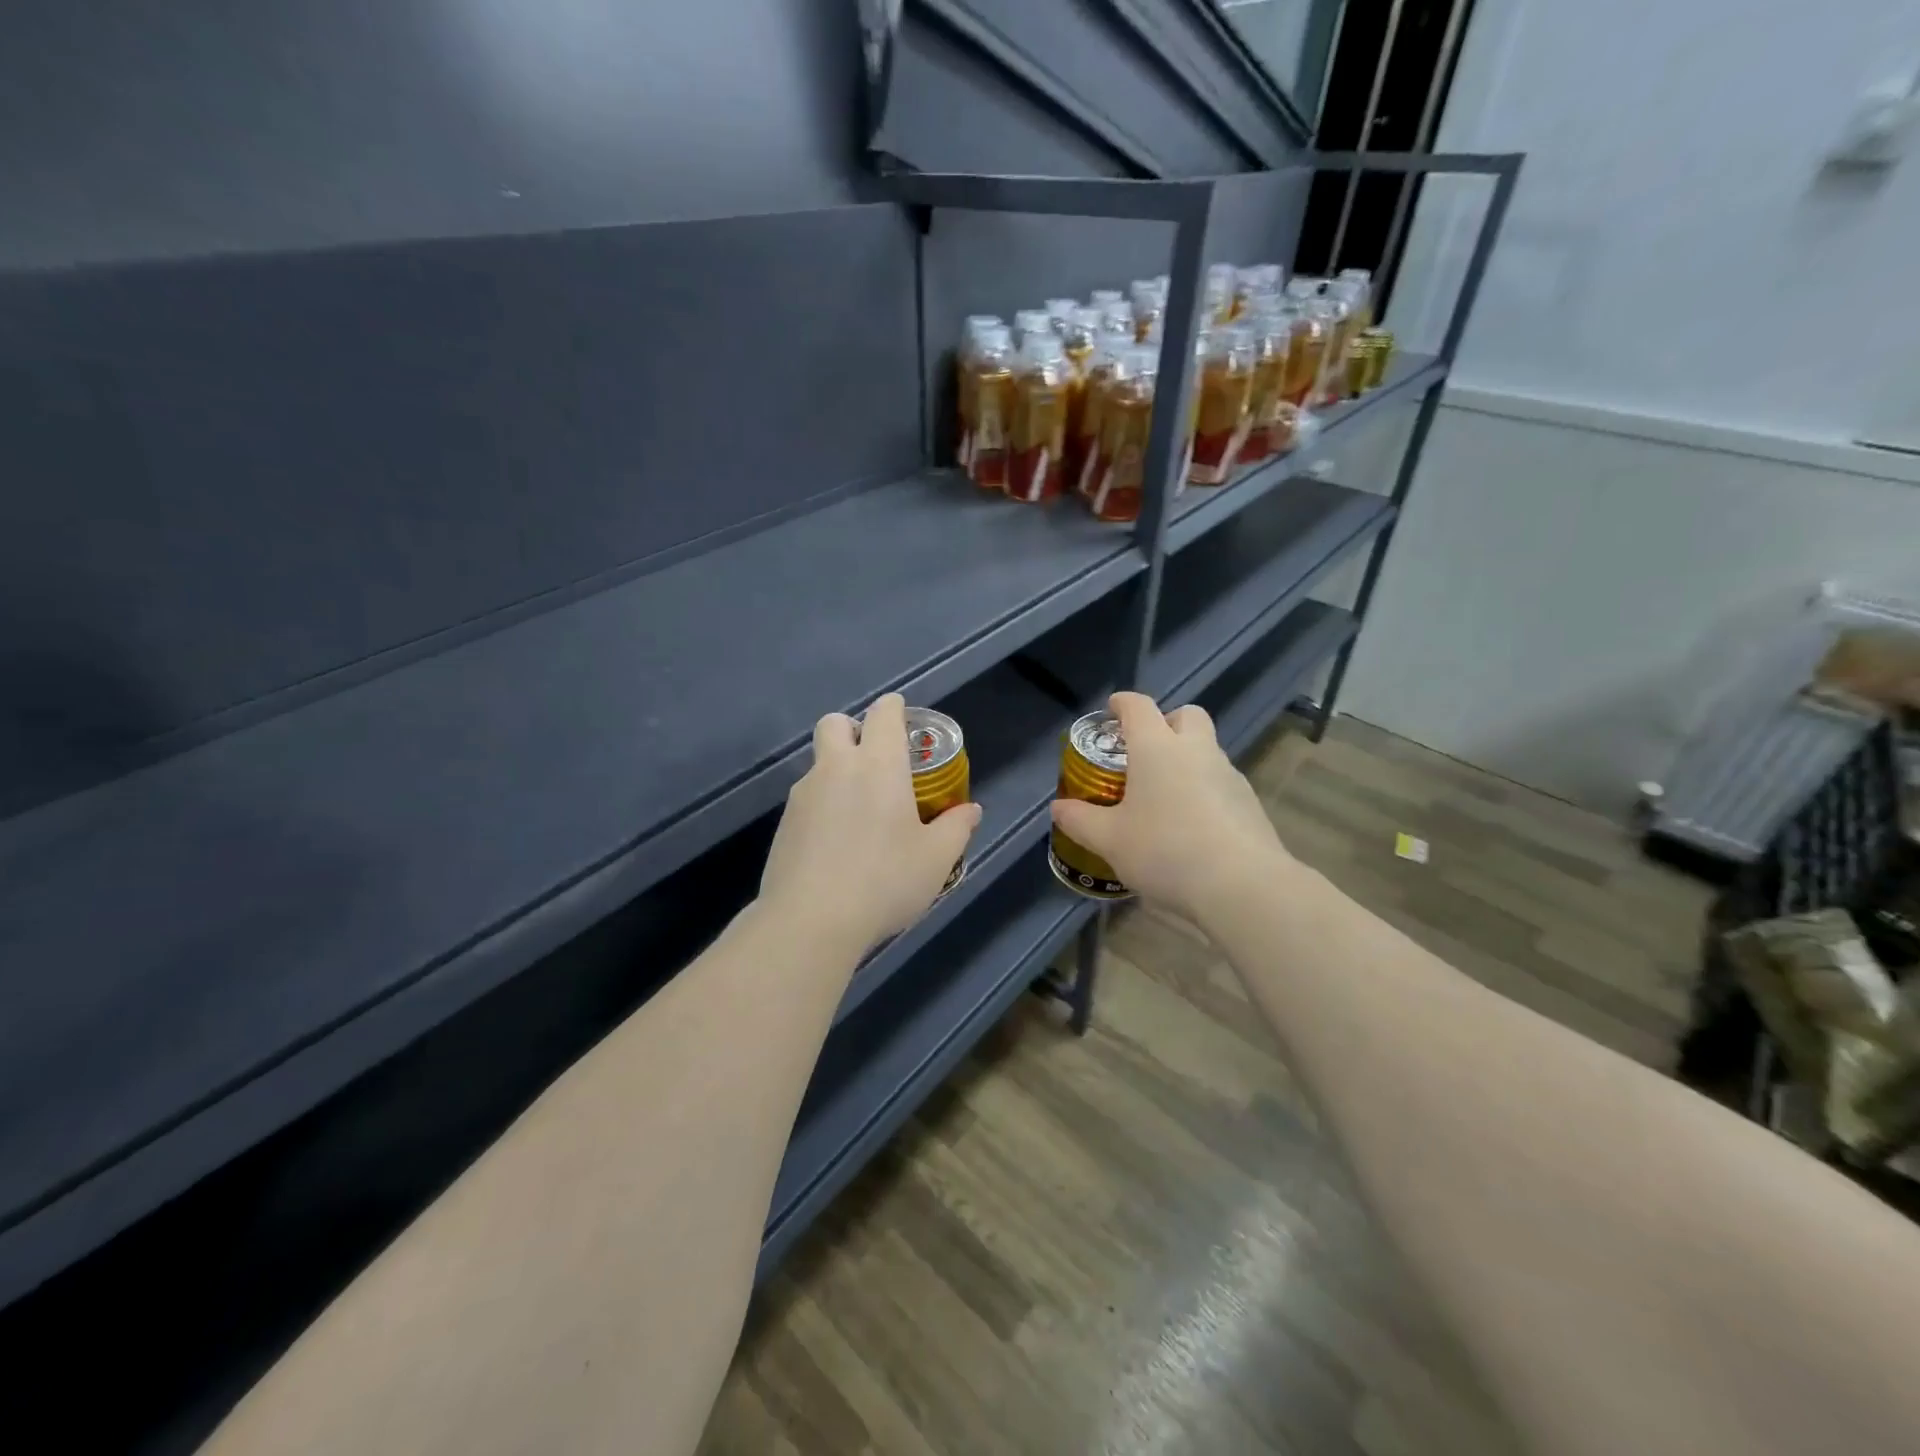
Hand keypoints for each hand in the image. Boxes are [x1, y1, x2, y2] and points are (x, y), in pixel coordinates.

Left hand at [758, 693, 982, 955]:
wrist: (810, 921)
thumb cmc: (884, 881)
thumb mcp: (936, 859)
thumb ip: (956, 828)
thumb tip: (970, 811)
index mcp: (878, 765)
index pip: (883, 712)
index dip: (895, 709)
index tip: (905, 723)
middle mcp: (836, 768)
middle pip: (835, 723)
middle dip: (854, 730)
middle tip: (876, 764)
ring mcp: (803, 795)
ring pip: (819, 764)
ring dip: (838, 773)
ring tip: (861, 817)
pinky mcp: (783, 824)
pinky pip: (807, 799)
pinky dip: (823, 807)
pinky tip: (837, 846)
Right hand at [1049, 691, 1287, 922]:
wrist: (1242, 886)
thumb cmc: (1166, 850)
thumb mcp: (1110, 840)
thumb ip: (1080, 820)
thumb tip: (1058, 808)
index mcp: (1157, 748)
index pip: (1138, 707)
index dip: (1122, 703)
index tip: (1112, 709)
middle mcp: (1196, 751)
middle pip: (1186, 715)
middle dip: (1166, 722)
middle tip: (1145, 751)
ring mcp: (1229, 775)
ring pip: (1207, 750)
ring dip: (1187, 760)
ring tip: (1165, 799)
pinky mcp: (1250, 804)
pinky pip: (1221, 784)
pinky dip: (1204, 792)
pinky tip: (1192, 827)